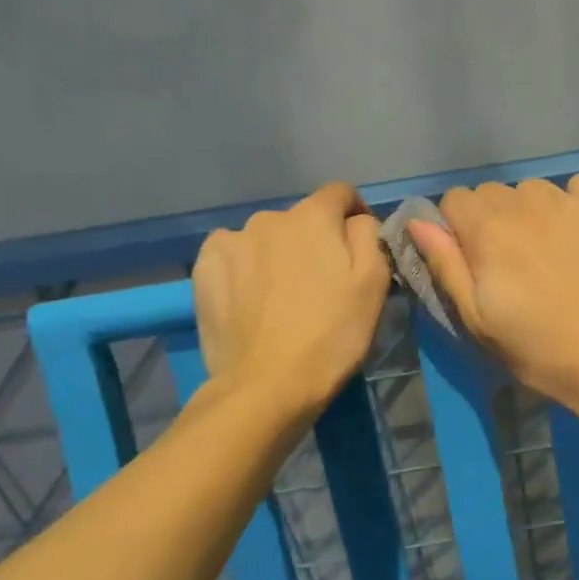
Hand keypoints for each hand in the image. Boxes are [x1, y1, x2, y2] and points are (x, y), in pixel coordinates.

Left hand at [192, 182, 390, 412]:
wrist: (267, 385)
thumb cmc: (332, 335)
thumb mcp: (374, 284)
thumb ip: (370, 236)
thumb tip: (358, 220)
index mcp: (313, 216)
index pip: (340, 194)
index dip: (355, 215)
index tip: (360, 247)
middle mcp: (269, 217)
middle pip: (301, 220)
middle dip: (314, 242)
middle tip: (321, 284)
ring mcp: (231, 241)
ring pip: (265, 238)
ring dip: (278, 255)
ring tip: (282, 298)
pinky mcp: (204, 268)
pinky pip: (233, 255)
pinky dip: (244, 268)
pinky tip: (251, 300)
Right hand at [406, 175, 578, 428]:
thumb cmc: (540, 350)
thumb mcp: (478, 321)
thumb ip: (446, 266)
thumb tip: (418, 222)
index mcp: (487, 230)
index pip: (454, 199)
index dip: (457, 229)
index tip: (473, 261)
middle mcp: (524, 203)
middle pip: (491, 193)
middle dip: (491, 220)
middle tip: (511, 263)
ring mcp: (568, 201)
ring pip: (532, 189)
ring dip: (530, 212)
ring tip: (547, 251)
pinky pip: (577, 187)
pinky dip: (571, 203)